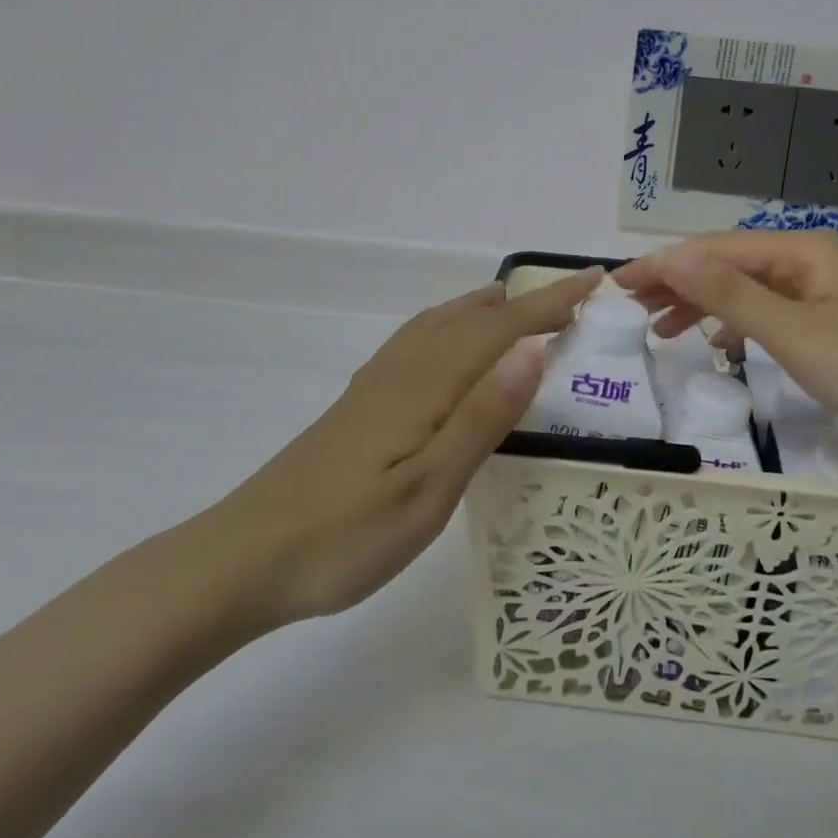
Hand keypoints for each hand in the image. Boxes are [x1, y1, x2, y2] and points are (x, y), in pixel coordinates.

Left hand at [184, 269, 600, 646]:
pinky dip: (448, 324)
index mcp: (427, 384)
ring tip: (516, 306)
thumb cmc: (345, 535)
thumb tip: (531, 350)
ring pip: (440, 323)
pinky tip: (447, 346)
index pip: (501, 329)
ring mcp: (376, 383)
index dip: (550, 303)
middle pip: (472, 318)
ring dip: (485, 308)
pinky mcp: (360, 402)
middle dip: (525, 302)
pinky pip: (418, 340)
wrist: (244, 557)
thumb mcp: (427, 489)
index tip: (593, 280)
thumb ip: (480, 418)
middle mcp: (403, 369)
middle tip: (570, 299)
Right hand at [616, 233, 837, 482]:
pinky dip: (739, 324)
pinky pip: (773, 313)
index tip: (616, 287)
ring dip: (704, 304)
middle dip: (679, 282)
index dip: (663, 265)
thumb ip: (729, 294)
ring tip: (662, 329)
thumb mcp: (794, 333)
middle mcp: (811, 260)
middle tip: (630, 309)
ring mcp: (827, 292)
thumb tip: (668, 254)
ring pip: (750, 289)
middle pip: (730, 263)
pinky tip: (721, 345)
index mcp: (801, 250)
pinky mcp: (837, 324)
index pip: (714, 249)